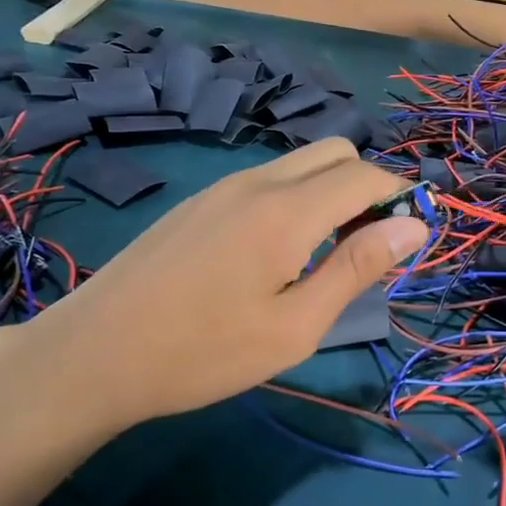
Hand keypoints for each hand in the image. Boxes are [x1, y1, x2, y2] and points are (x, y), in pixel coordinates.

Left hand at [0, 139, 425, 440]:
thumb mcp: (295, 326)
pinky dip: (295, 197)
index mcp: (287, 210)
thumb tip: (412, 226)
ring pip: (300, 162)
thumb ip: (356, 268)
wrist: (93, 353)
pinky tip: (273, 253)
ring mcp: (223, 186)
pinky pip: (267, 179)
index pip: (367, 174)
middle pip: (336, 152)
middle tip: (364, 247)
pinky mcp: (200, 201)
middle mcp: (258, 181)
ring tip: (322, 255)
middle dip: (367, 186)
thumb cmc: (203, 352)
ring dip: (330, 191)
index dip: (401, 197)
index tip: (410, 239)